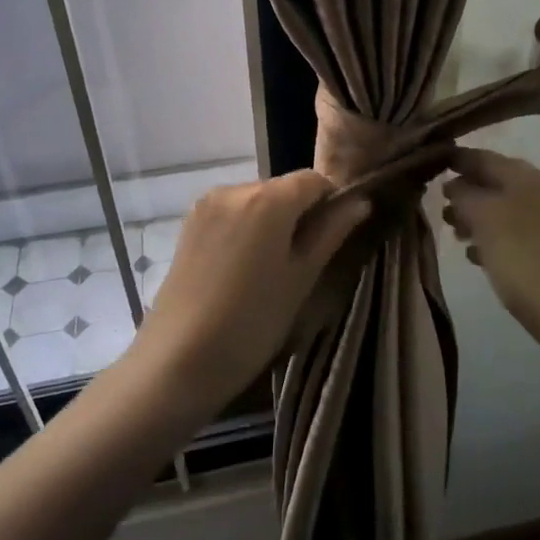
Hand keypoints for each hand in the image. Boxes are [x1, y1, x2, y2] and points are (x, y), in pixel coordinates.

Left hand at [129, 171, 369, 415]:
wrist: (178, 359)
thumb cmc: (252, 321)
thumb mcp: (301, 278)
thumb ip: (331, 232)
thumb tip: (361, 202)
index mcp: (268, 198)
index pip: (314, 180)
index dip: (331, 202)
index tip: (333, 237)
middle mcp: (235, 188)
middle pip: (282, 188)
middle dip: (299, 214)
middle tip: (304, 261)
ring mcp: (207, 204)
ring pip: (256, 201)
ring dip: (271, 222)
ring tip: (269, 270)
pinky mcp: (189, 224)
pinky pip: (231, 213)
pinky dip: (246, 229)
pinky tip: (242, 269)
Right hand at [441, 148, 539, 365]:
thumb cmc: (525, 259)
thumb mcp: (486, 219)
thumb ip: (465, 195)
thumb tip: (454, 184)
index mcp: (523, 177)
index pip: (481, 156)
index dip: (454, 159)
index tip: (425, 165)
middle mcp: (537, 194)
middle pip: (492, 183)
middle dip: (463, 191)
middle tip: (436, 207)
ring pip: (500, 211)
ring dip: (475, 218)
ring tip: (453, 234)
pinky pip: (512, 238)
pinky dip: (491, 241)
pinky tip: (475, 258)